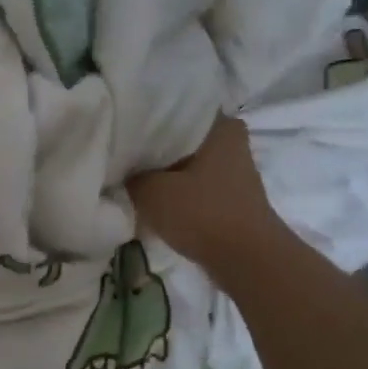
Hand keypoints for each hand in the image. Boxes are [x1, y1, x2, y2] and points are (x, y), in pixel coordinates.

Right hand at [127, 115, 281, 279]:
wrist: (246, 261)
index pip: (174, 107)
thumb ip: (130, 174)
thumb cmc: (202, 214)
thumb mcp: (151, 191)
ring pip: (187, 160)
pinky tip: (153, 196)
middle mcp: (231, 140)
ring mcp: (234, 170)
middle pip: (180, 135)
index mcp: (220, 125)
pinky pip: (195, 182)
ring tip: (132, 173)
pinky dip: (177, 188)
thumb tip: (121, 169)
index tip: (121, 124)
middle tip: (121, 149)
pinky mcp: (231, 195)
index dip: (144, 115)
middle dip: (153, 144)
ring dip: (164, 169)